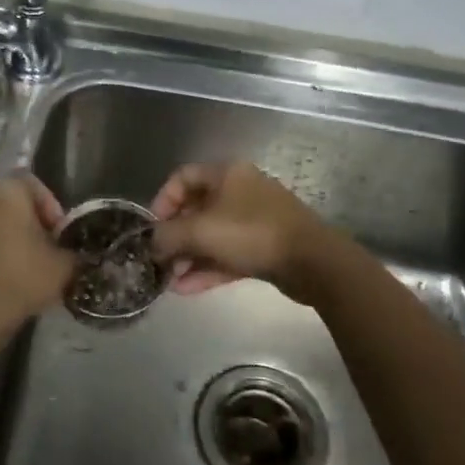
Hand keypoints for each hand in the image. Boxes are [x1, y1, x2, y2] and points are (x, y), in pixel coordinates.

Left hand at [0, 173, 73, 326]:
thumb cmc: (22, 277)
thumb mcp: (64, 267)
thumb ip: (74, 254)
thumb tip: (78, 256)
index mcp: (7, 192)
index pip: (33, 186)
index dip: (50, 209)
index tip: (59, 236)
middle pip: (7, 206)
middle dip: (24, 226)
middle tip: (41, 253)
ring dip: (1, 241)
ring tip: (19, 270)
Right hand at [148, 162, 332, 300]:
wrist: (312, 261)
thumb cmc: (251, 233)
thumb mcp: (200, 231)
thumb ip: (168, 236)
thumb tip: (152, 244)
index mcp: (227, 174)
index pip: (183, 177)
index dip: (162, 200)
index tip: (152, 228)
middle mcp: (240, 191)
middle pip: (197, 209)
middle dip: (175, 236)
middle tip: (159, 260)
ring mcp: (255, 220)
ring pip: (213, 235)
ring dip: (189, 257)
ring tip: (169, 281)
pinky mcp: (265, 247)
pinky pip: (228, 254)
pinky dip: (208, 269)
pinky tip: (186, 289)